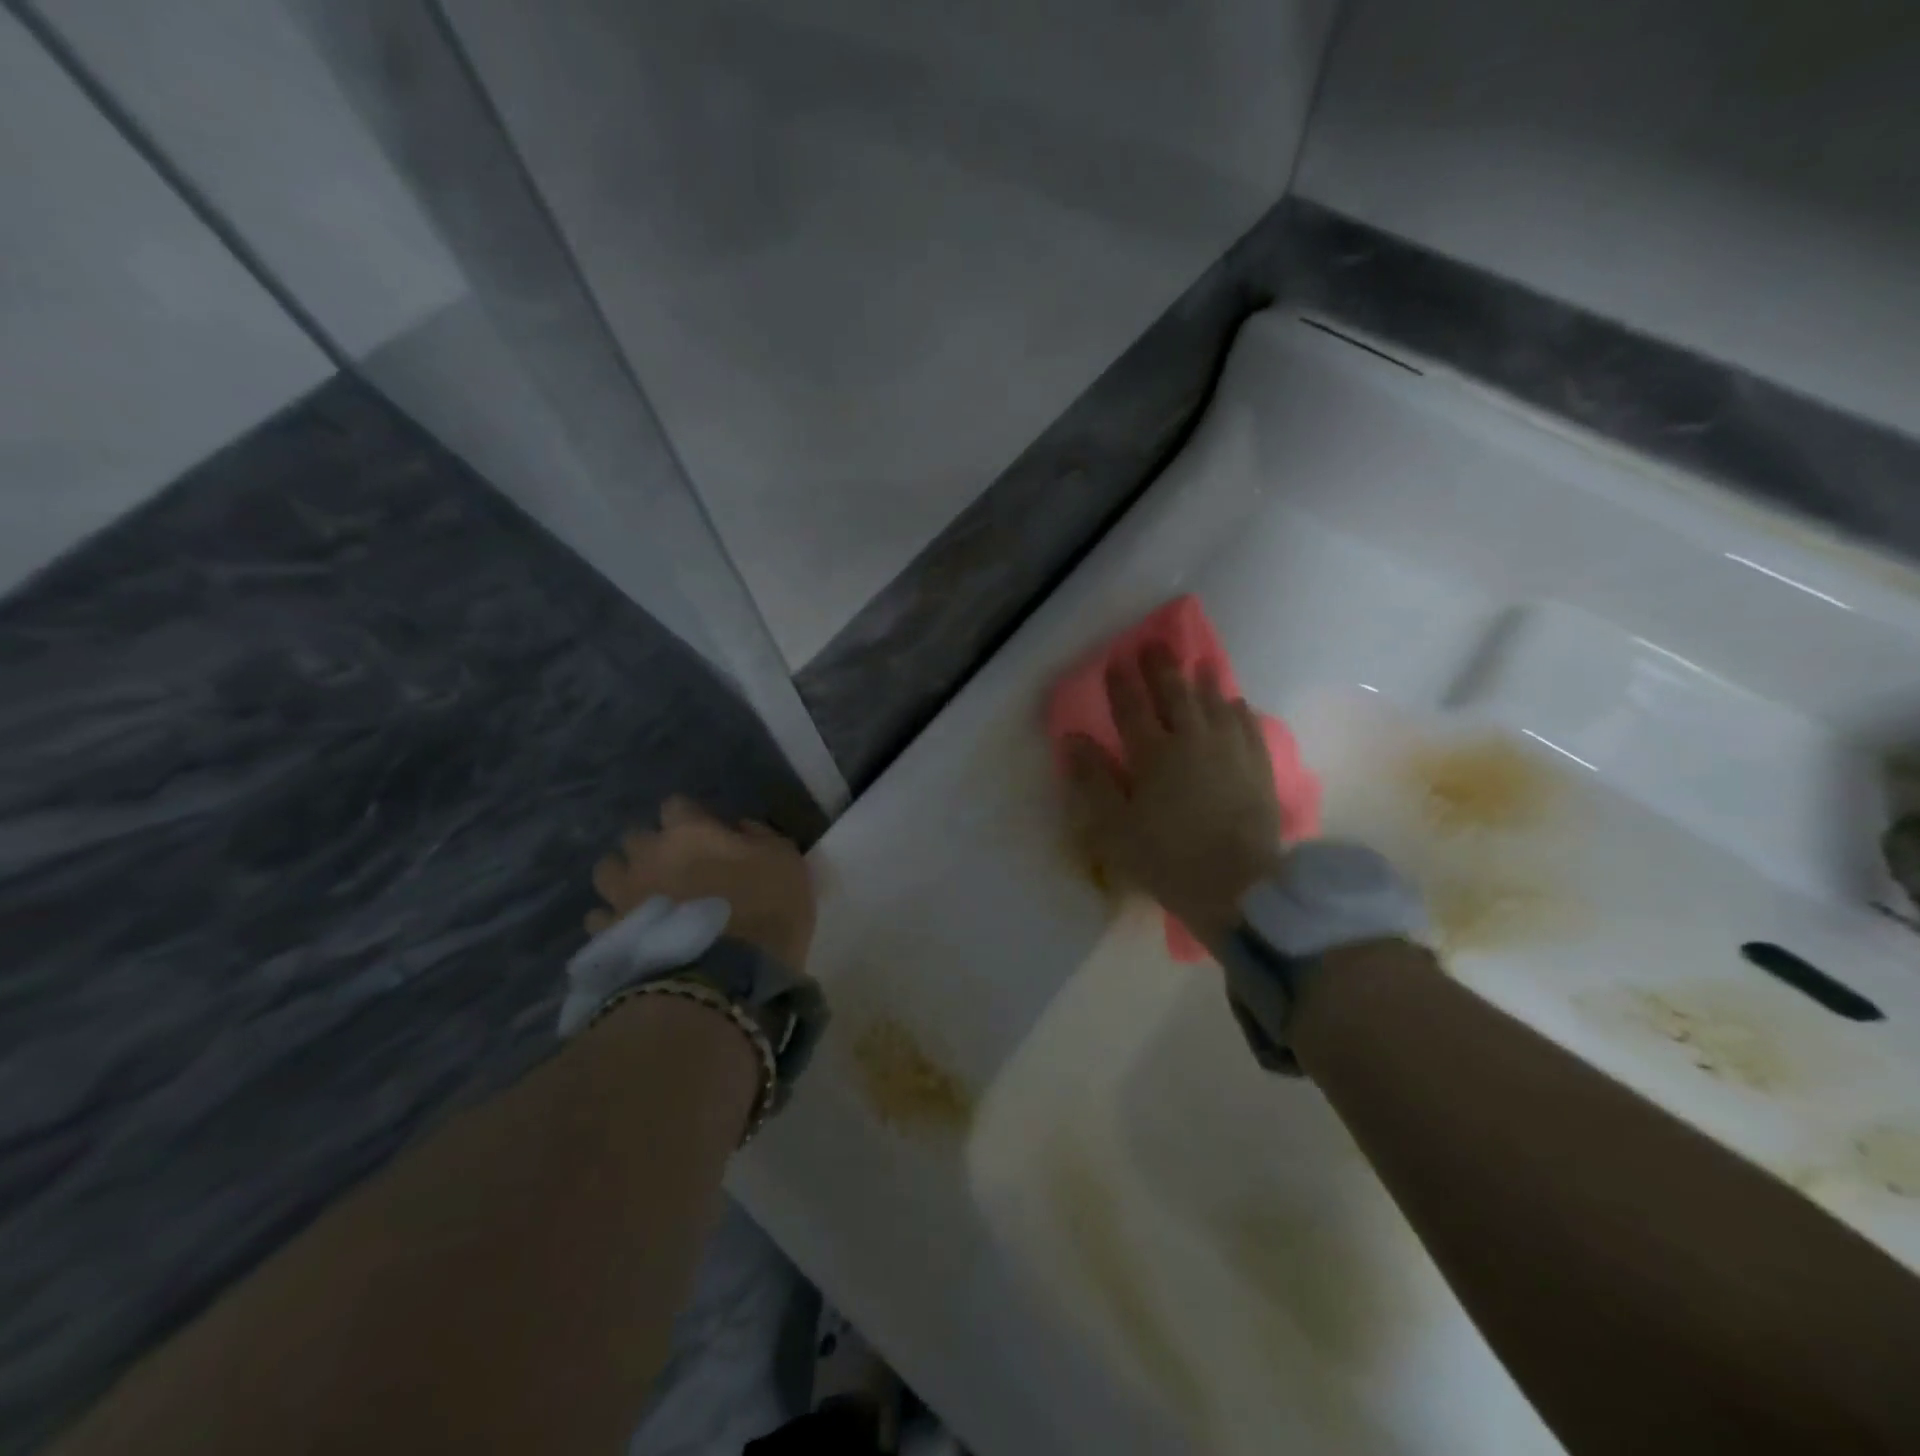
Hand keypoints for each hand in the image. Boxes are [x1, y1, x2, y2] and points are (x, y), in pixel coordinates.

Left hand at [588, 796, 815, 971]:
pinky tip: (634, 931)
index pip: (677, 805)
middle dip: (653, 847)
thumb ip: (761, 836)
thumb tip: (739, 828)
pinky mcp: (610, 934)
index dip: (692, 818)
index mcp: (689, 832)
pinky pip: (600, 917)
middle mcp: (648, 855)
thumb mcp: (786, 862)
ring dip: (625, 877)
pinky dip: (614, 920)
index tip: (708, 835)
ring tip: (646, 895)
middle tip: (677, 867)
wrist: (726, 980)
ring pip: (608, 871)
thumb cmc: (766, 911)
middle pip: (636, 836)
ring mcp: (623, 895)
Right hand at [1066, 646, 1283, 945]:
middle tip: (1154, 645)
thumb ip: (1093, 779)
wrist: (1239, 885)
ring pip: (1215, 703)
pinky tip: (1236, 704)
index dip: (1122, 683)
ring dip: (1204, 681)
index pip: (1132, 707)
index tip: (1116, 660)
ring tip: (1200, 663)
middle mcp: (1192, 740)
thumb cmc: (1167, 858)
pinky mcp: (1258, 767)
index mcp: (1153, 754)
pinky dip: (1238, 710)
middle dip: (1162, 668)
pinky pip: (1248, 726)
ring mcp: (1230, 750)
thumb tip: (1073, 739)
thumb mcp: (1115, 827)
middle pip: (1175, 694)